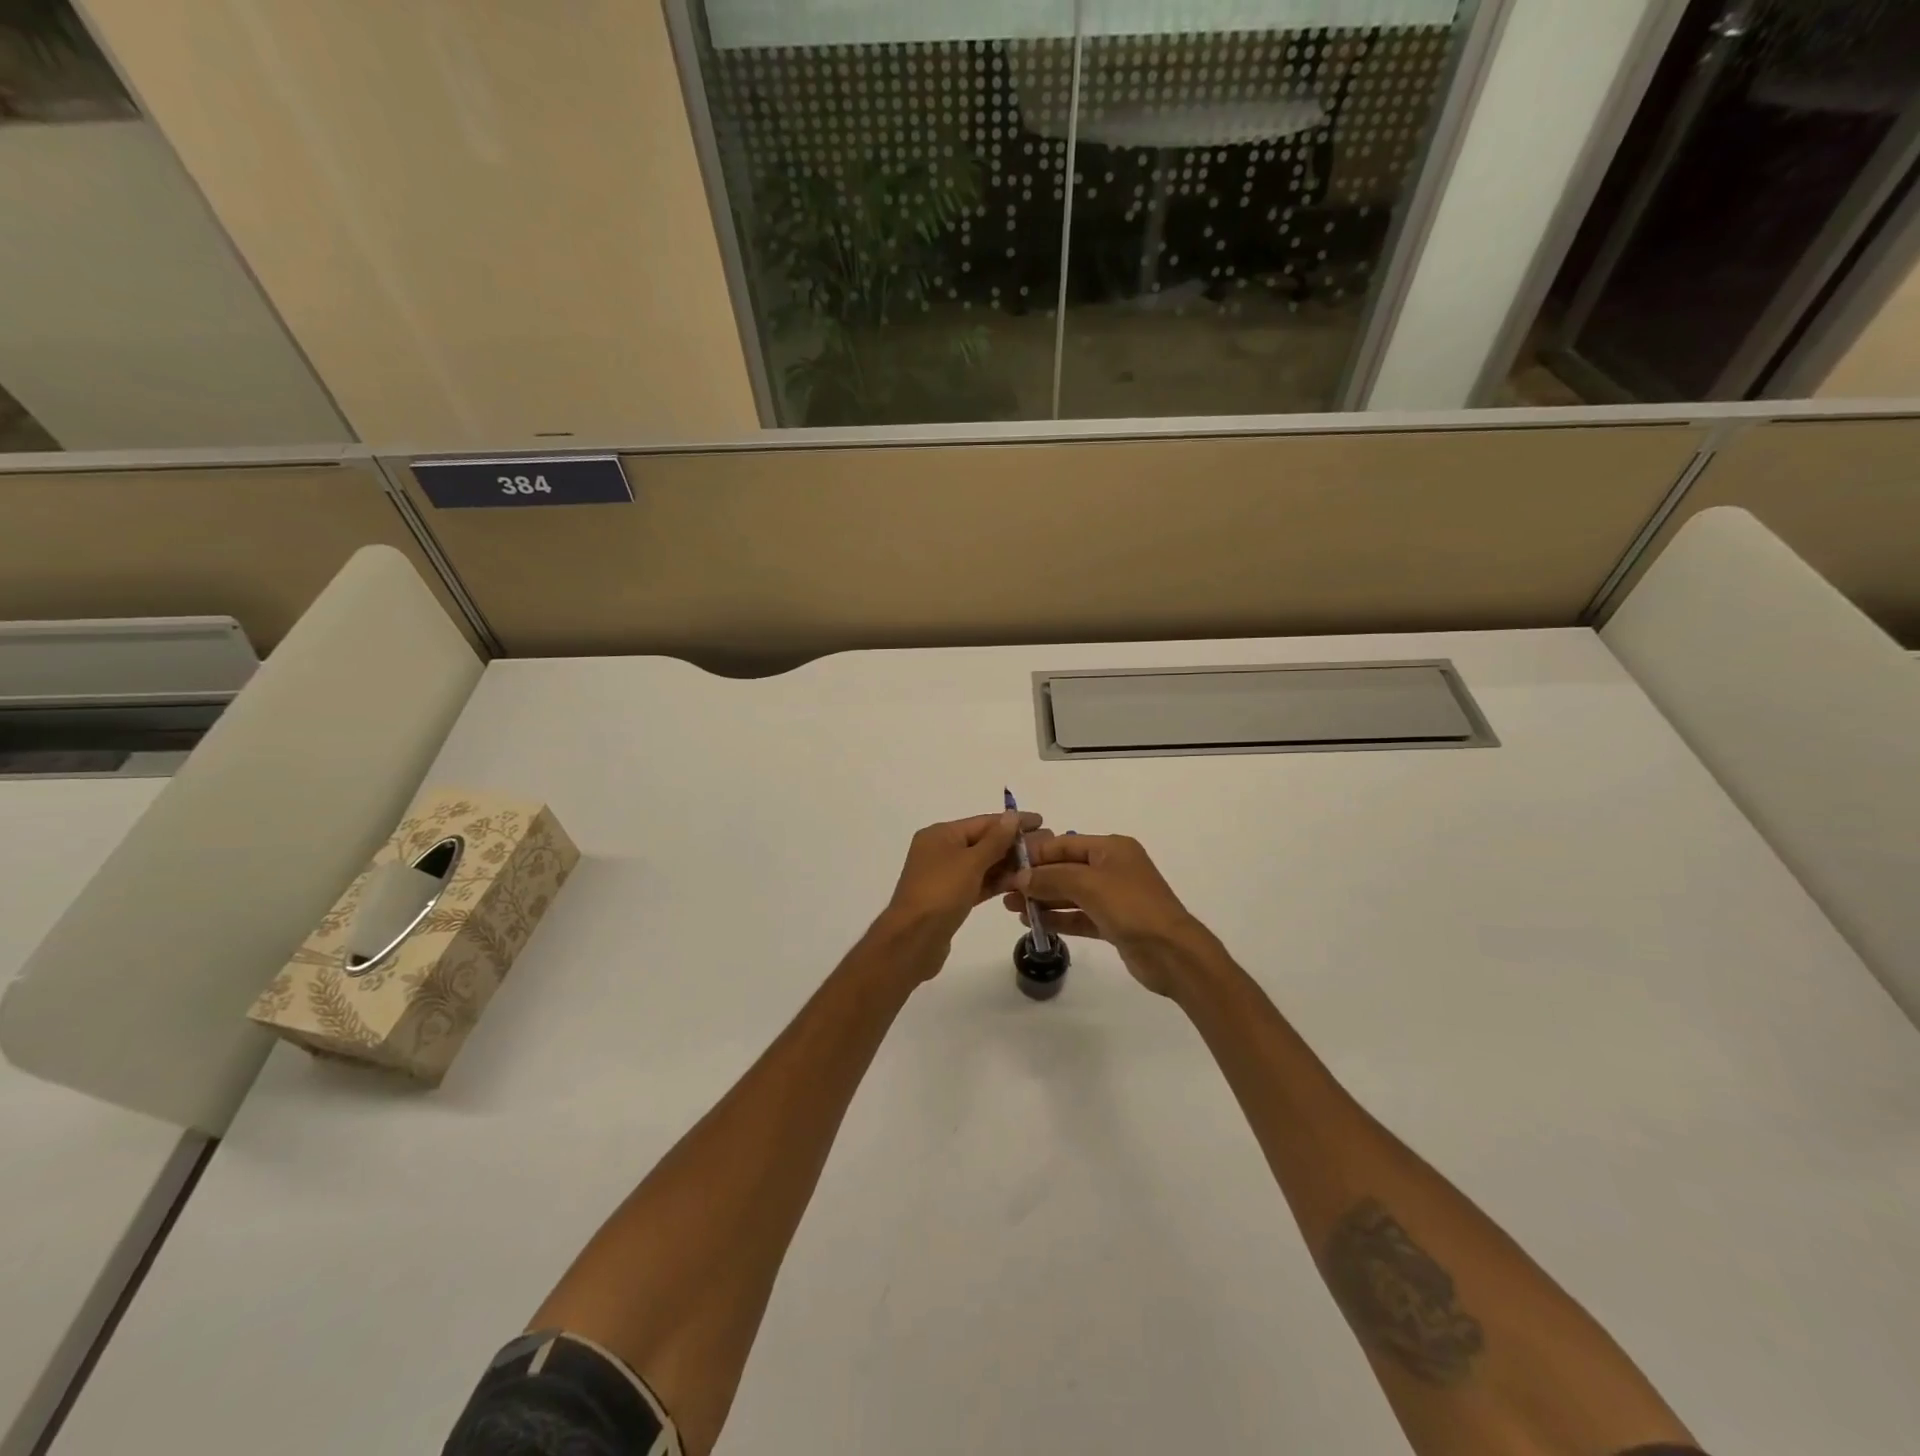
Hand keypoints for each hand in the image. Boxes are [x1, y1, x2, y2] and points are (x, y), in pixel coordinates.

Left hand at [880, 811, 1041, 970]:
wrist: (913, 941)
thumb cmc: (940, 893)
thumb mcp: (970, 862)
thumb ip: (995, 840)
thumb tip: (1012, 816)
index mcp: (941, 834)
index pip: (984, 822)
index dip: (1013, 822)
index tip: (1042, 822)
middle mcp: (941, 850)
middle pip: (983, 842)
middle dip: (1014, 844)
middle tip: (1048, 845)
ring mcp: (945, 876)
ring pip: (982, 865)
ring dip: (1009, 864)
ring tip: (1040, 864)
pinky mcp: (951, 899)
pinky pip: (978, 884)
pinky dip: (997, 883)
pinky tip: (1021, 883)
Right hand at [1002, 832, 1209, 995]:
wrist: (1172, 952)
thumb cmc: (1131, 906)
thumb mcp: (1088, 884)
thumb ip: (1051, 878)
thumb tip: (1020, 878)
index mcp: (1111, 848)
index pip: (1064, 845)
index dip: (1035, 855)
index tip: (1006, 866)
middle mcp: (1112, 868)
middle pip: (1065, 868)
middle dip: (1035, 879)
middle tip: (1002, 891)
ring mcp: (1114, 897)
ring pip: (1070, 894)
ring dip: (1042, 899)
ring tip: (1011, 908)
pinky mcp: (1113, 923)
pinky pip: (1079, 916)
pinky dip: (1058, 918)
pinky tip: (1033, 923)